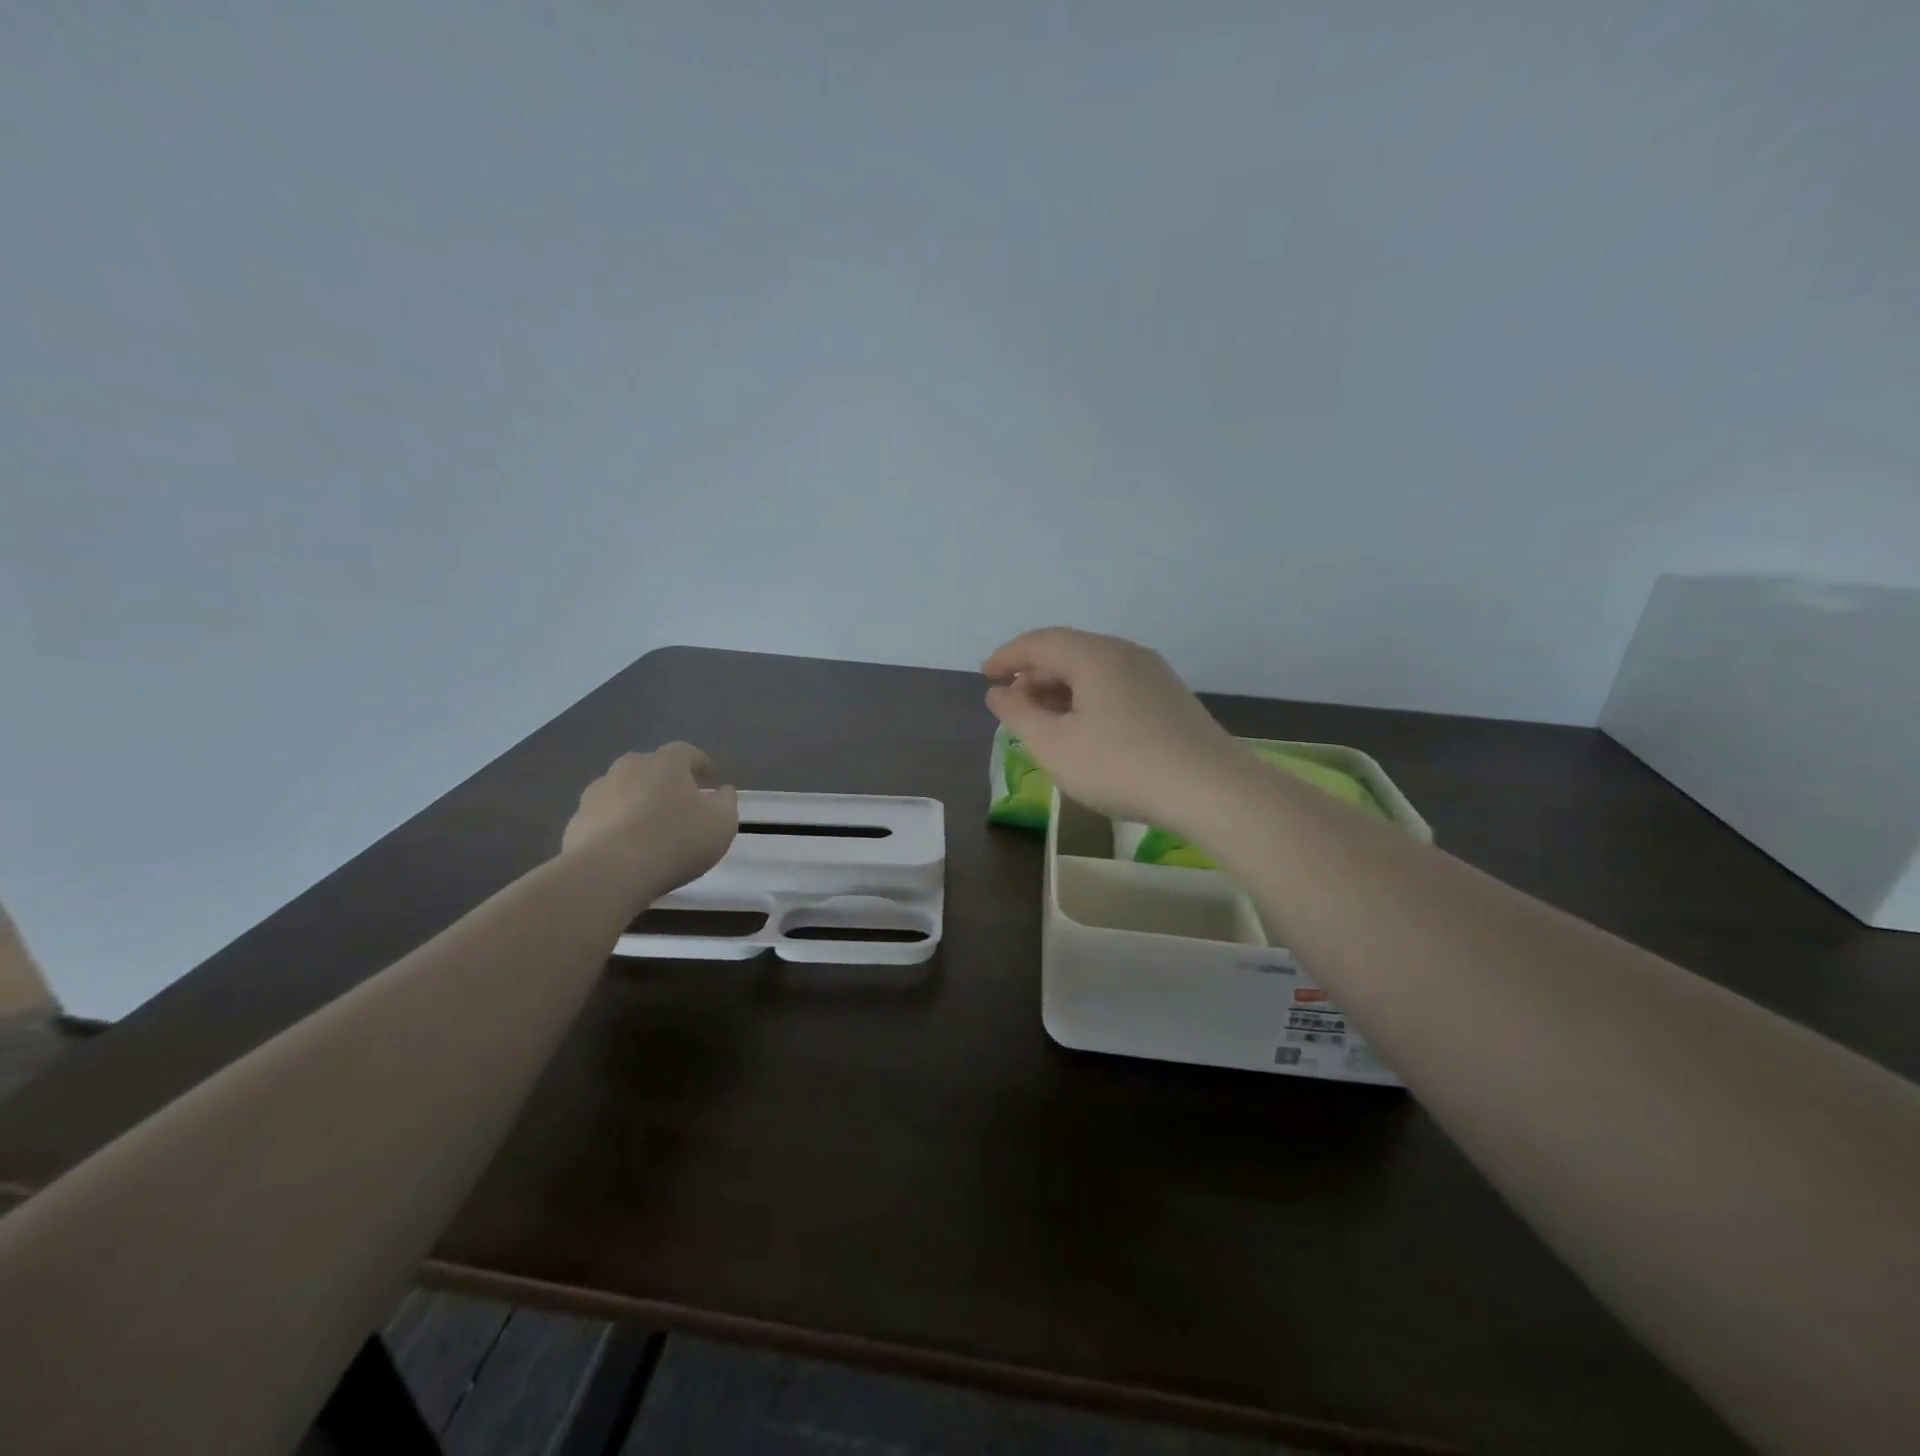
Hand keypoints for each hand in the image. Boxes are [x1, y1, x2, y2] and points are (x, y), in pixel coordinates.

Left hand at [562, 743, 738, 891]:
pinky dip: (615, 826)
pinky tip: (625, 849)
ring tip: (649, 828)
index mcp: (665, 763)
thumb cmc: (676, 840)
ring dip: (636, 802)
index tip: (709, 778)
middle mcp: (628, 768)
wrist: (610, 872)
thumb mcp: (721, 823)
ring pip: (622, 790)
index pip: (685, 751)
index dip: (699, 763)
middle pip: (649, 767)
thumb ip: (726, 802)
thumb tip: (723, 791)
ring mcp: (596, 793)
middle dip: (664, 780)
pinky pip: (602, 818)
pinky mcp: (576, 822)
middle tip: (679, 803)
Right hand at [983, 628, 1246, 830]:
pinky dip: (1087, 700)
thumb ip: (1020, 715)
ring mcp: (1154, 675)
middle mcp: (1126, 653)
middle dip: (1033, 676)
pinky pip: (1115, 687)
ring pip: (1094, 671)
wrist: (1210, 789)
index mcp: (1094, 655)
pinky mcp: (1170, 699)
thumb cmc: (1121, 765)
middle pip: (1068, 653)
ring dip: (1060, 690)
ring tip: (1041, 720)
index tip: (985, 675)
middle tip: (1010, 704)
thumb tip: (999, 693)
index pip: (1040, 642)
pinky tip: (1082, 730)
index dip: (1007, 657)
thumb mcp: (1056, 746)